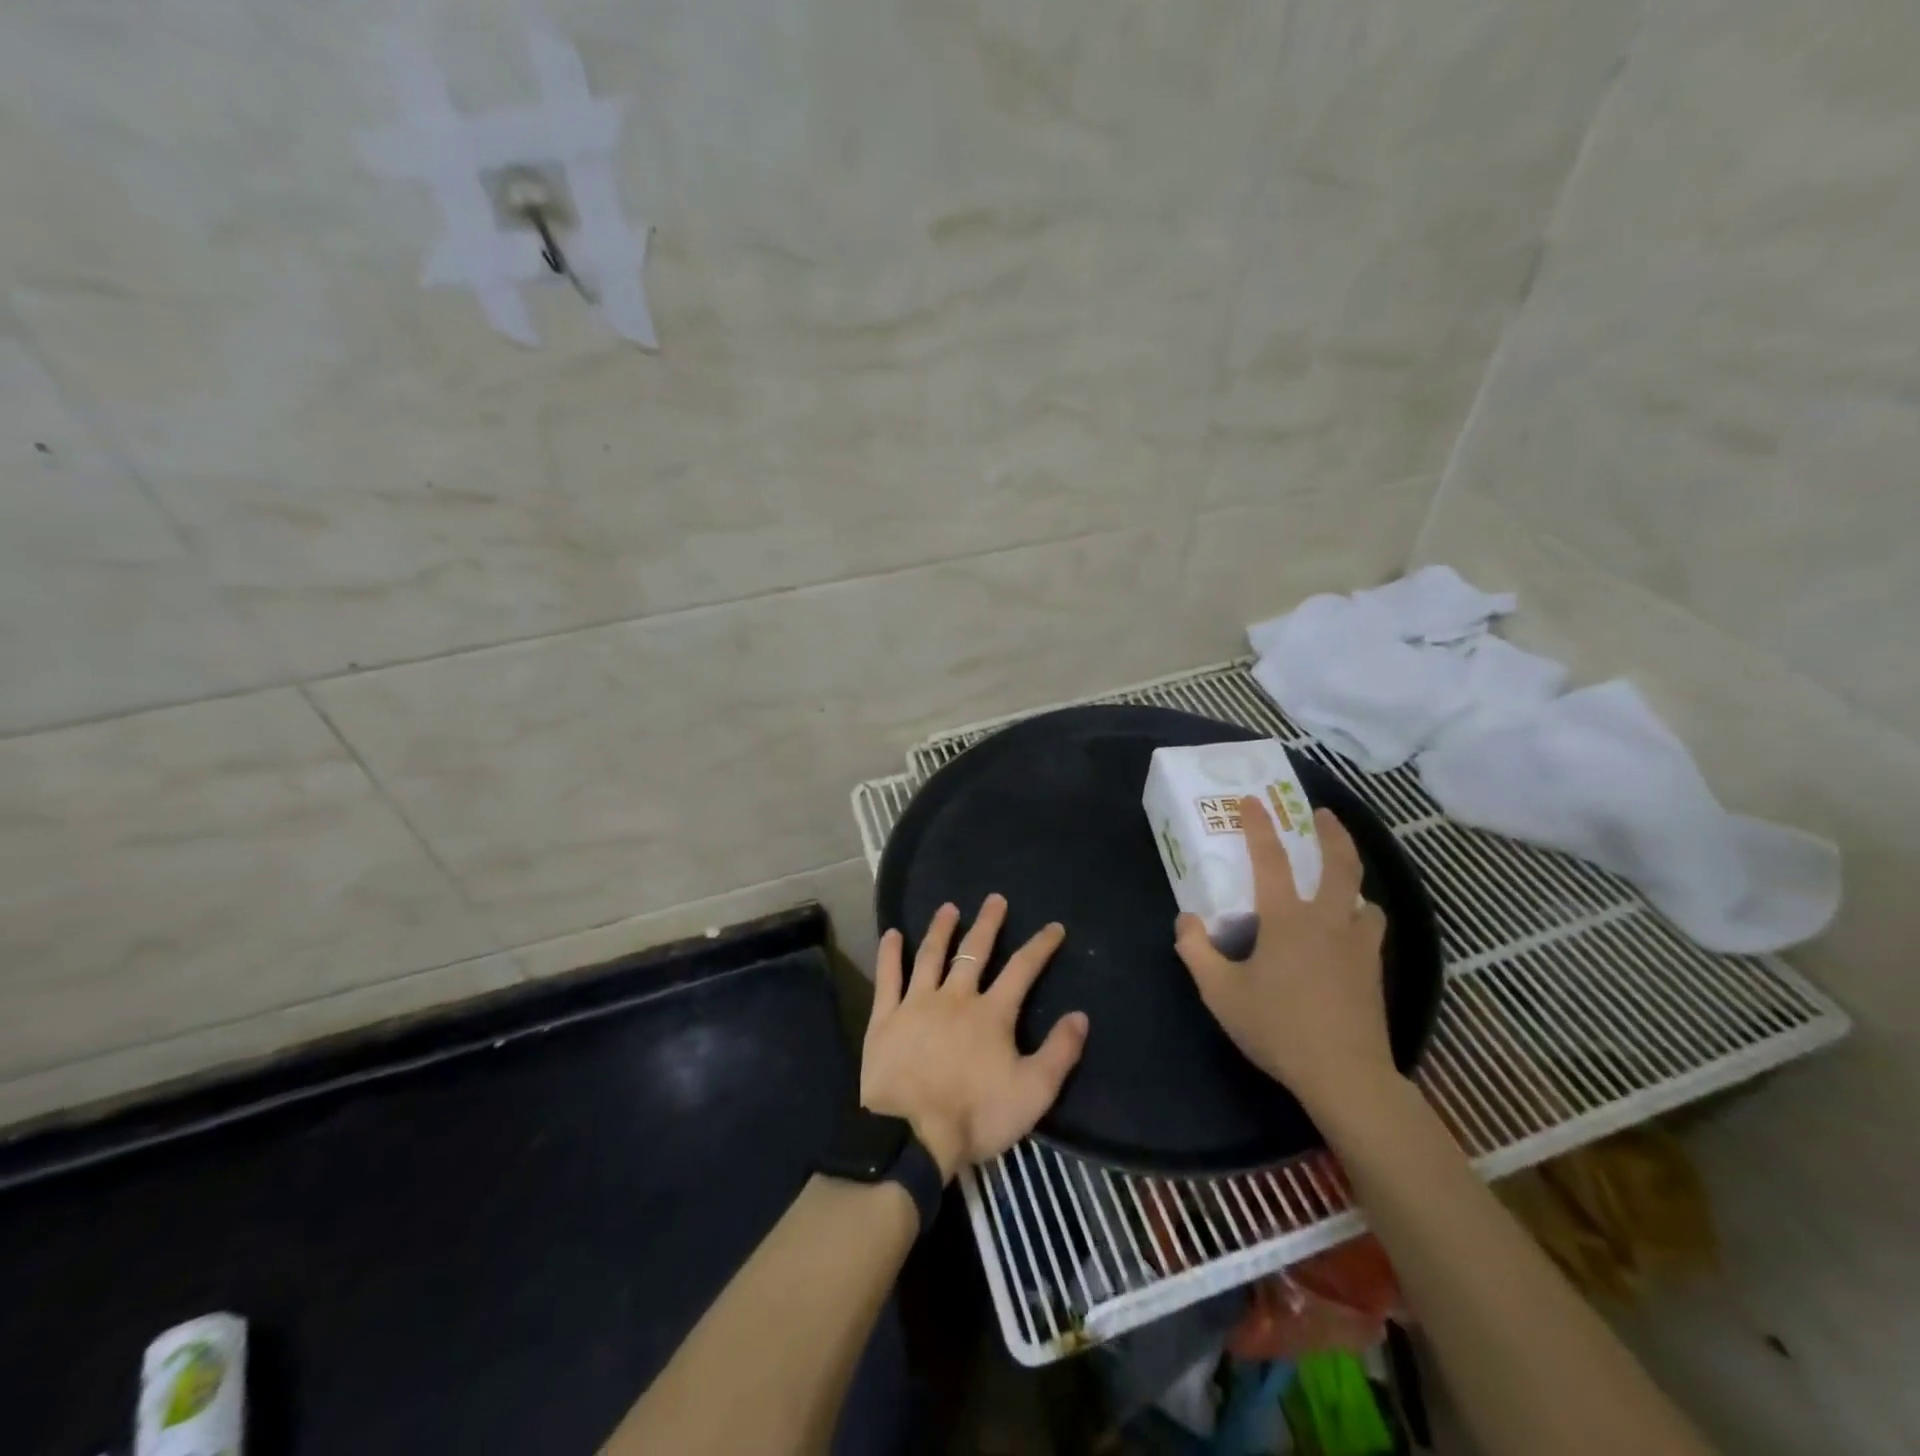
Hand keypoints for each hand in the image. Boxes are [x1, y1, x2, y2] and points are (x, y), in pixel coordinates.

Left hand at [860, 894, 1089, 1180]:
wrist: (911, 1135)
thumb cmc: (976, 1114)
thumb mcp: (1033, 1092)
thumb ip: (1059, 1053)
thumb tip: (1080, 1016)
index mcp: (992, 1013)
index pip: (1022, 969)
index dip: (1040, 946)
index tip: (1053, 927)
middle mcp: (955, 997)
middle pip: (974, 952)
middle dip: (988, 924)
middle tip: (994, 899)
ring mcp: (917, 1003)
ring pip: (930, 956)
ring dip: (941, 929)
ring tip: (948, 908)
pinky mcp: (885, 1018)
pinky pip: (888, 978)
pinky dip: (889, 954)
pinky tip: (891, 934)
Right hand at [1173, 798, 1393, 1110]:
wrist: (1344, 1074)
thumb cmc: (1277, 1026)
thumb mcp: (1219, 991)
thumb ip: (1195, 951)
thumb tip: (1186, 920)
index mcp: (1287, 918)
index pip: (1271, 859)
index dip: (1259, 826)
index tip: (1252, 800)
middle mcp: (1328, 920)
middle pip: (1340, 863)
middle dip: (1332, 833)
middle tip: (1323, 814)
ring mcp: (1358, 945)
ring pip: (1364, 897)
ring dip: (1352, 879)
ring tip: (1340, 881)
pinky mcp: (1373, 970)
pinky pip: (1369, 928)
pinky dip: (1360, 916)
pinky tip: (1348, 932)